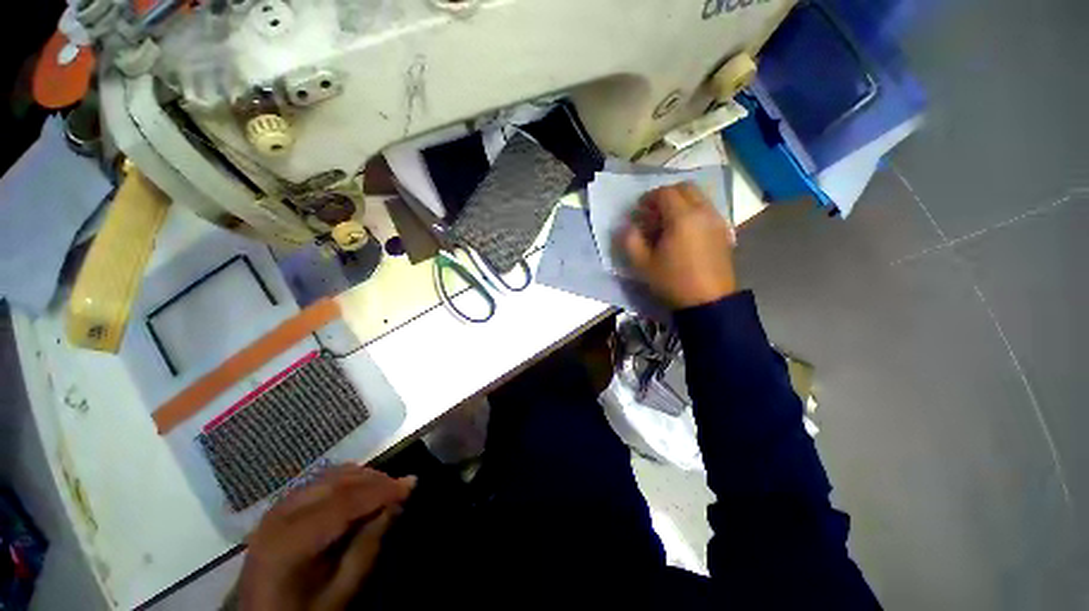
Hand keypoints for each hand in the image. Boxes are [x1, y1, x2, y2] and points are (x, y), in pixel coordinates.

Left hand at [239, 465, 415, 610]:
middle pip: (337, 482)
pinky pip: (319, 481)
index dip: (381, 490)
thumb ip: (367, 546)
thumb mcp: (339, 592)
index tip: (412, 484)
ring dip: (362, 477)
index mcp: (289, 542)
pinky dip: (345, 480)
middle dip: (375, 480)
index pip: (344, 503)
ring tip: (385, 488)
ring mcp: (277, 508)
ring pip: (329, 476)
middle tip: (402, 487)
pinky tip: (360, 491)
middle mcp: (280, 516)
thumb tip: (396, 504)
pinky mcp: (280, 507)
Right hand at [617, 182, 736, 308]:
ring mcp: (717, 221)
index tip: (639, 210)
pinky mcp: (724, 232)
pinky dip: (693, 212)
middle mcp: (703, 212)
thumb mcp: (643, 264)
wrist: (709, 301)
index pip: (664, 193)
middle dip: (666, 195)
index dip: (648, 198)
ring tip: (667, 223)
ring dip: (681, 203)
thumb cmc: (673, 281)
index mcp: (682, 217)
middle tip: (653, 212)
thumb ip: (630, 241)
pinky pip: (707, 211)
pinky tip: (684, 233)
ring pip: (698, 198)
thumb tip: (627, 226)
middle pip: (685, 188)